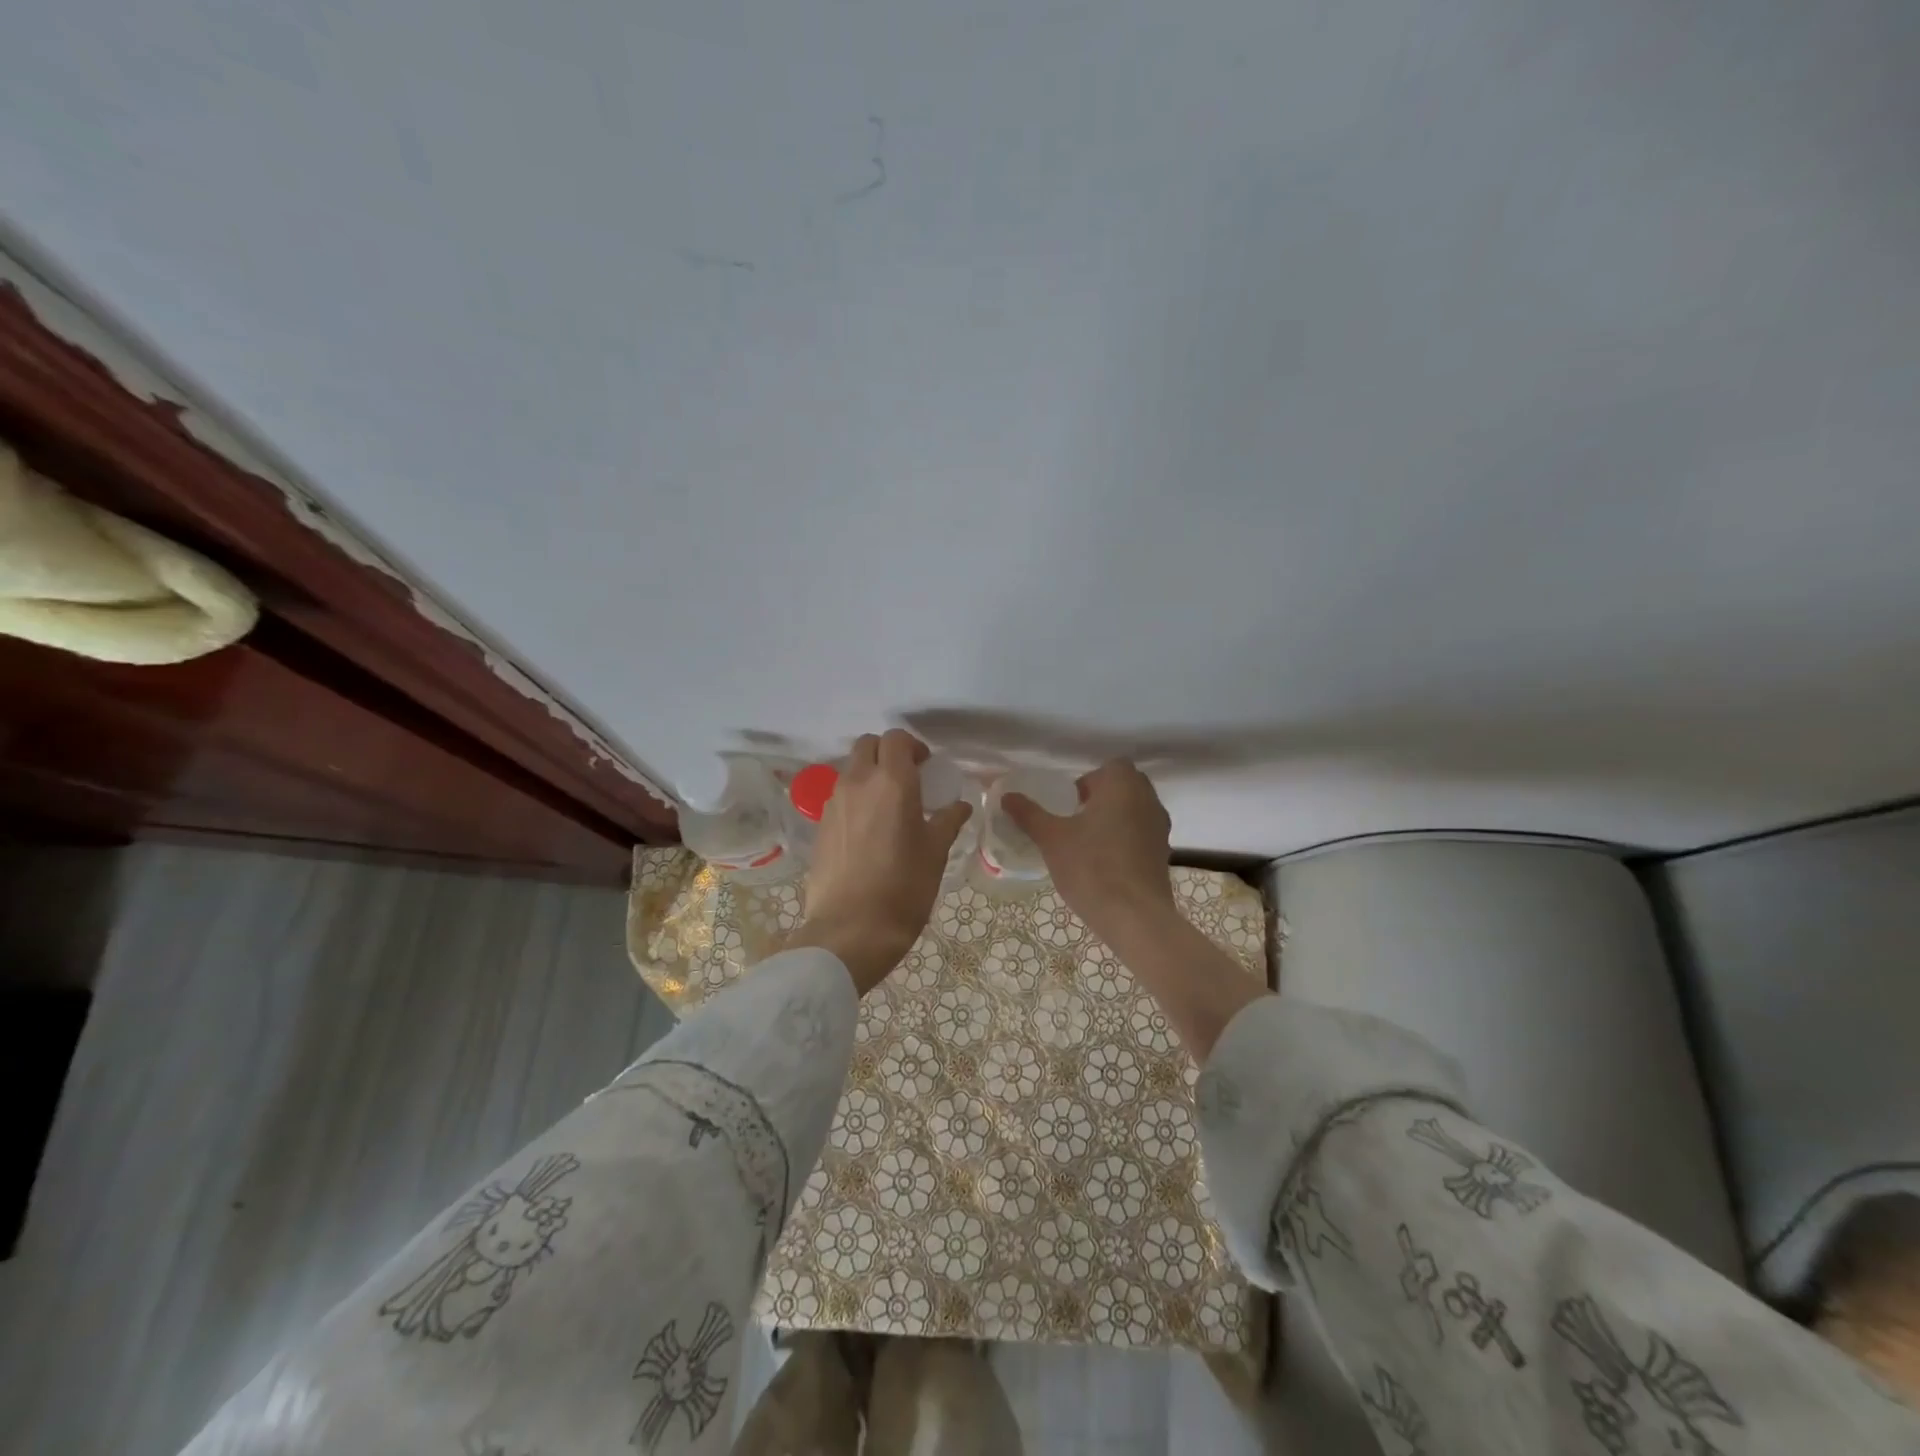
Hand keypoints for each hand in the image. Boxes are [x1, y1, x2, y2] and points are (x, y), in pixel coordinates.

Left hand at [787, 729, 972, 993]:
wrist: (851, 930)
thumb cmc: (903, 888)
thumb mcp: (935, 854)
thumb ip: (947, 821)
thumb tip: (960, 805)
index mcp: (891, 782)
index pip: (896, 739)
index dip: (912, 746)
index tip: (926, 766)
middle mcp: (858, 782)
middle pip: (867, 745)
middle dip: (887, 752)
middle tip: (908, 778)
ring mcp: (833, 803)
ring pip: (850, 770)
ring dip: (869, 774)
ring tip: (889, 806)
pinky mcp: (820, 826)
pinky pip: (839, 796)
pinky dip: (855, 798)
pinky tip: (869, 829)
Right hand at [1005, 759, 1175, 942]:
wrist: (1134, 916)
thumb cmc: (1091, 866)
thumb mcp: (1051, 839)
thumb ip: (1029, 814)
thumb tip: (1007, 796)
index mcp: (1123, 786)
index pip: (1111, 766)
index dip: (1090, 780)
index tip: (1070, 803)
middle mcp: (1148, 800)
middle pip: (1125, 787)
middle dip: (1101, 798)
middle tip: (1075, 820)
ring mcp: (1160, 828)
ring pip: (1135, 811)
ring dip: (1114, 819)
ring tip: (1087, 843)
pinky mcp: (1164, 855)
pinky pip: (1142, 835)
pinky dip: (1126, 841)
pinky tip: (1105, 864)